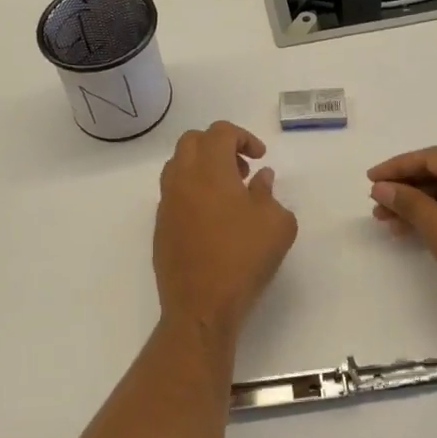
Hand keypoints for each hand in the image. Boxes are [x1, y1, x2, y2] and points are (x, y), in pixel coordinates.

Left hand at [154, 121, 297, 339]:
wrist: (201, 306)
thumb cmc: (243, 259)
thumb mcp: (276, 224)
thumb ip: (269, 193)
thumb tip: (260, 179)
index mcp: (209, 170)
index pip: (220, 132)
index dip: (243, 137)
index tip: (259, 158)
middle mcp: (181, 179)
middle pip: (192, 141)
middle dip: (218, 146)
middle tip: (241, 170)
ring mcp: (166, 203)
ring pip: (178, 165)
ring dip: (202, 167)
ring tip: (228, 193)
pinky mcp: (160, 226)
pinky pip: (173, 193)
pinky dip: (192, 191)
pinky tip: (212, 218)